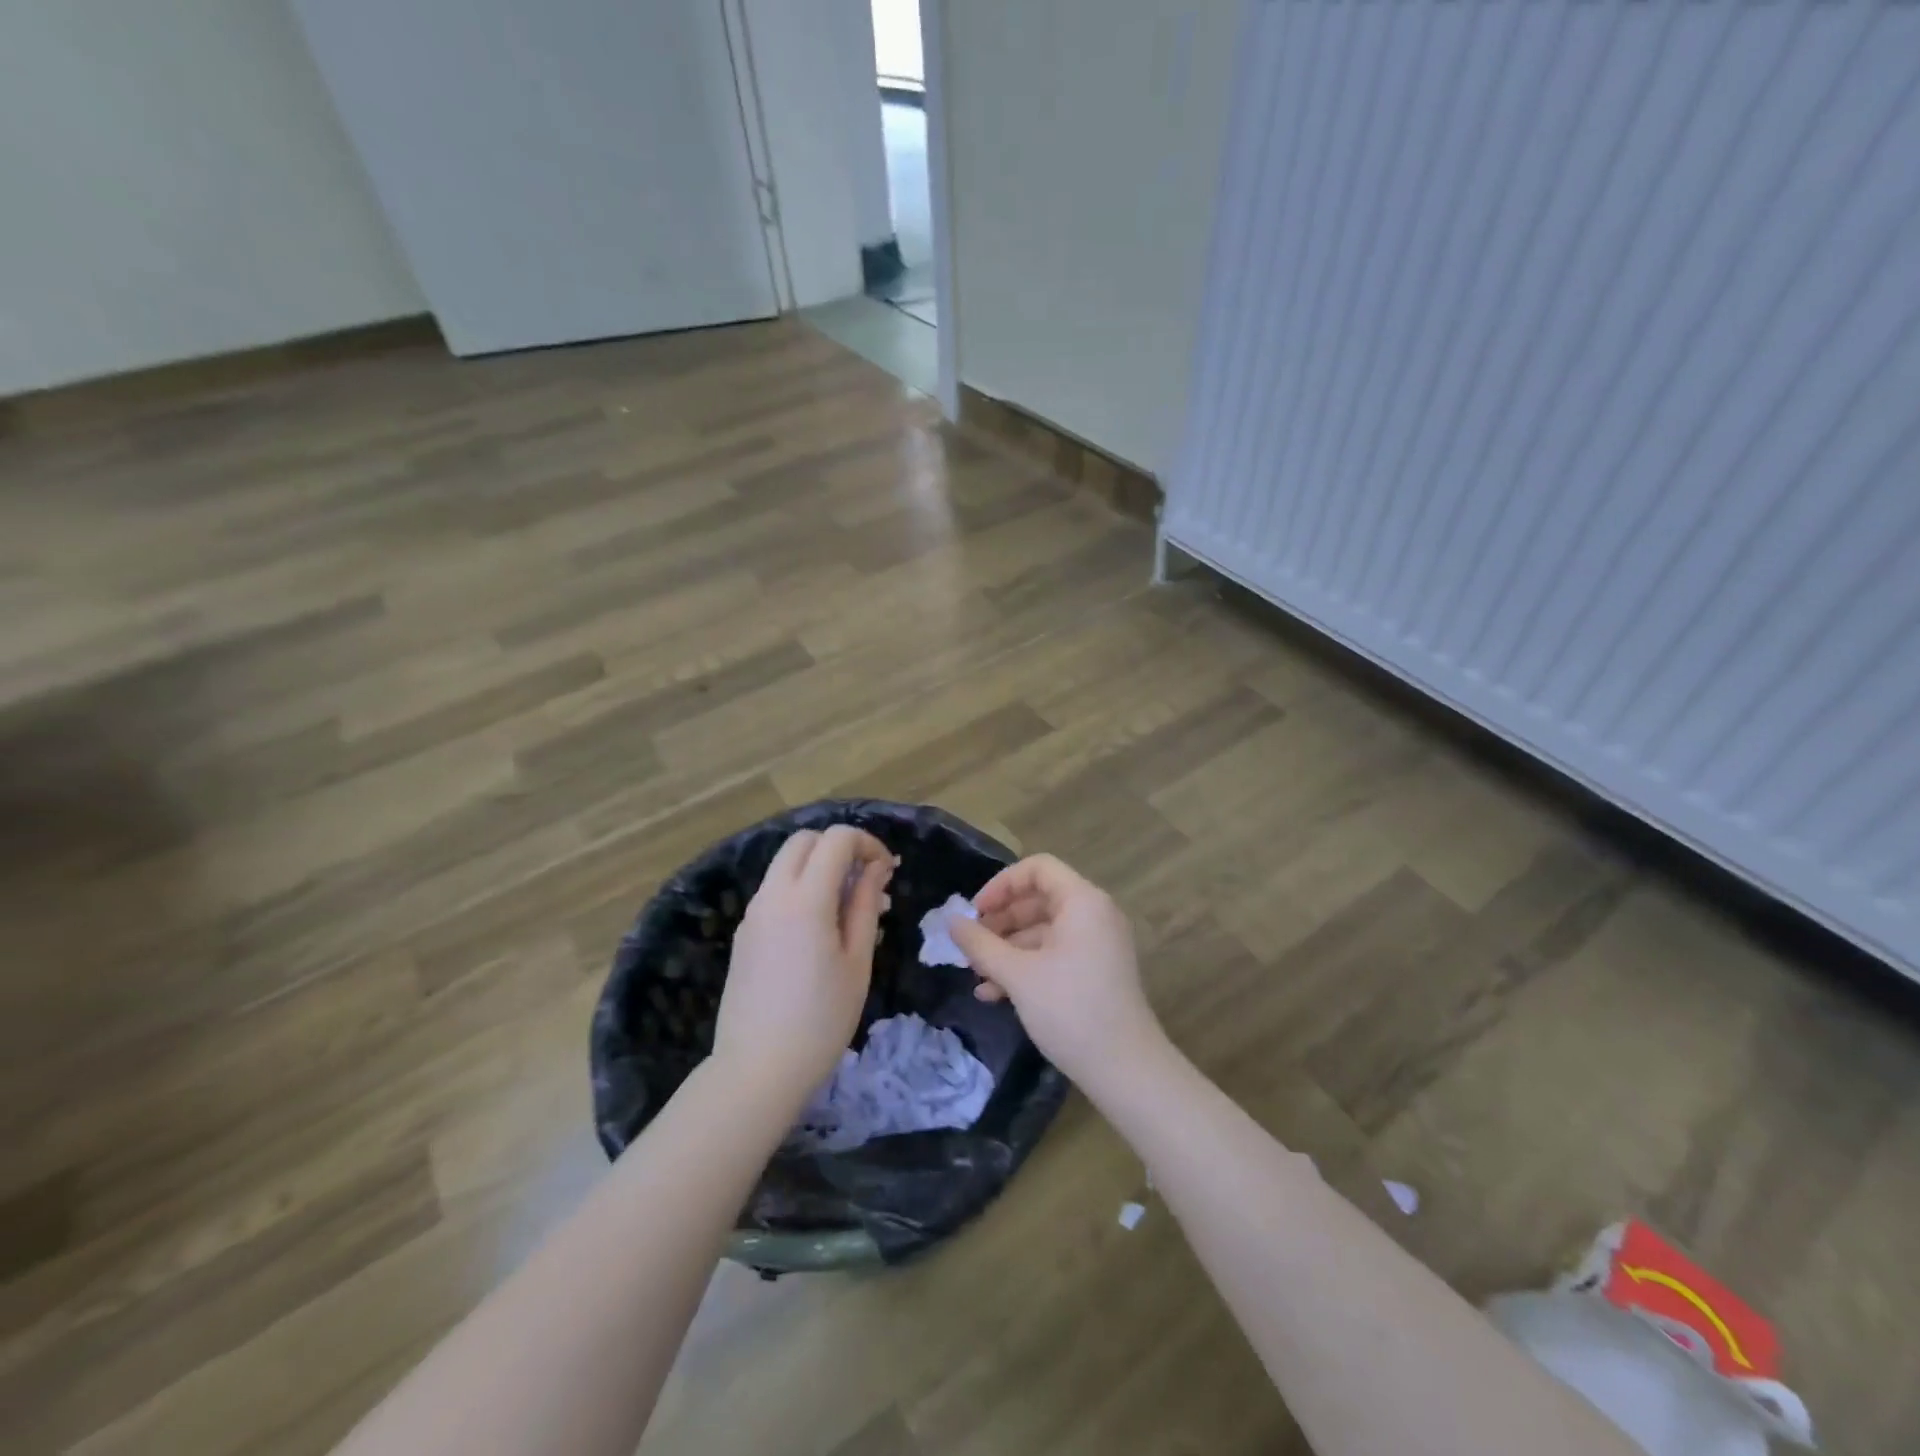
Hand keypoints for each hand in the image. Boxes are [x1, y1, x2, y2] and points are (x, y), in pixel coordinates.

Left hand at [714, 825, 894, 1104]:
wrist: (757, 1070)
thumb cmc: (821, 1020)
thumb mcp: (857, 961)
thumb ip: (865, 905)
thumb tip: (876, 867)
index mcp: (805, 900)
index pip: (836, 839)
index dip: (867, 843)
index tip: (887, 870)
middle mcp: (772, 895)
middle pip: (804, 840)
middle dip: (838, 846)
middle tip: (866, 878)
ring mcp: (752, 913)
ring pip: (785, 863)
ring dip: (818, 866)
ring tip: (847, 906)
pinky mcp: (744, 933)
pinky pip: (774, 891)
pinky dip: (799, 888)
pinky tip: (819, 928)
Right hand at [950, 854, 1165, 1087]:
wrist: (1125, 1069)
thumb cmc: (1070, 1009)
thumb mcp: (1018, 974)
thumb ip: (981, 944)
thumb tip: (952, 922)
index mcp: (1083, 901)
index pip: (1038, 868)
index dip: (1001, 885)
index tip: (975, 912)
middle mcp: (1095, 914)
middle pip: (1039, 899)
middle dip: (1000, 921)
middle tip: (970, 945)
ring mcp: (1098, 944)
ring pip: (1044, 931)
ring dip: (1007, 948)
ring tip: (976, 974)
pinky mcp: (1097, 971)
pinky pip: (1055, 954)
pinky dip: (1026, 966)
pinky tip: (994, 994)